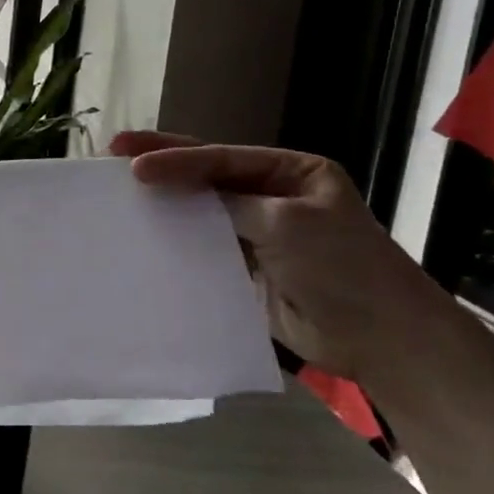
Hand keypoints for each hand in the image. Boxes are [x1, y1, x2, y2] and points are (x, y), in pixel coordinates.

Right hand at [110, 132, 468, 382]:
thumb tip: (178, 192)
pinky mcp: (243, 268)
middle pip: (206, 176)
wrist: (380, 340)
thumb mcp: (288, 223)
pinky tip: (142, 236)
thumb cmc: (344, 268)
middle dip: (161, 165)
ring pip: (199, 211)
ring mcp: (256, 233)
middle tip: (112, 153)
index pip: (222, 159)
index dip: (176, 159)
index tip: (132, 164)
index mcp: (292, 173)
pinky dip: (173, 240)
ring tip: (116, 192)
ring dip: (163, 202)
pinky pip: (201, 248)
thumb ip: (230, 204)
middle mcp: (271, 197)